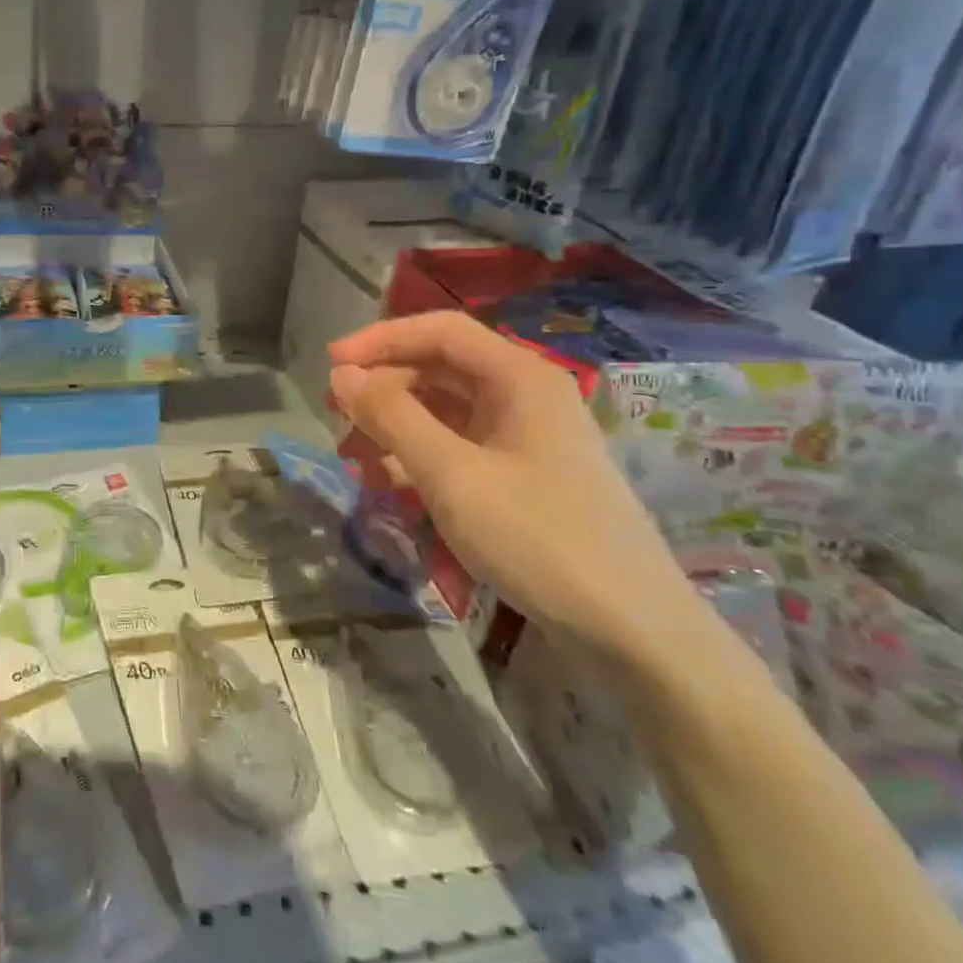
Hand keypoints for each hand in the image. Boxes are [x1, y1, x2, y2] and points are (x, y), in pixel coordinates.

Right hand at [329, 312, 695, 660]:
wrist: (632, 632)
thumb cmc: (538, 538)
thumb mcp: (451, 474)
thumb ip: (392, 417)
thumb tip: (342, 374)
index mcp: (520, 377)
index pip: (440, 331)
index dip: (380, 340)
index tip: (330, 365)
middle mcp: (526, 396)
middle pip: (441, 367)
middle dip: (384, 385)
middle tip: (335, 413)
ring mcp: (527, 438)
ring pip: (446, 410)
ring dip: (396, 423)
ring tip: (354, 453)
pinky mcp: (525, 477)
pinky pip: (460, 448)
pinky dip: (420, 456)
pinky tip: (389, 482)